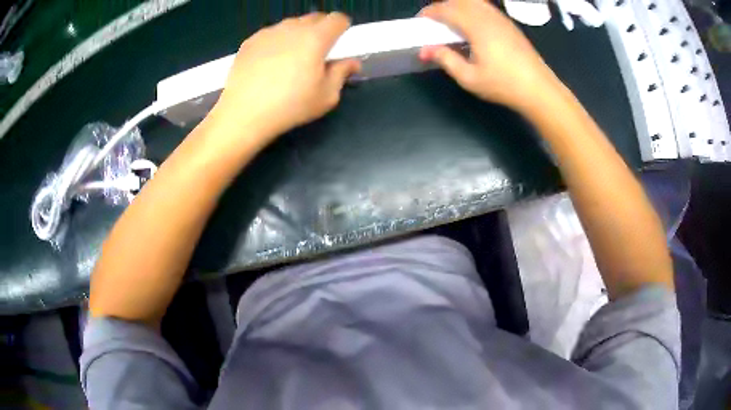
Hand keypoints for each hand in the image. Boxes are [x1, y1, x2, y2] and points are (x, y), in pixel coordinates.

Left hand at [210, 12, 360, 145]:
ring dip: (298, 35)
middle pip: (315, 17)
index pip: (338, 19)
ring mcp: (269, 32)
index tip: (339, 41)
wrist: (243, 114)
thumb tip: (352, 62)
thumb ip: (342, 73)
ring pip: (291, 25)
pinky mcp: (250, 41)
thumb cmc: (290, 106)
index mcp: (316, 38)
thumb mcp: (326, 96)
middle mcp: (293, 28)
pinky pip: (271, 34)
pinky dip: (276, 42)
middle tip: (317, 52)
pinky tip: (269, 64)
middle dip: (321, 29)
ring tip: (291, 59)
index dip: (342, 27)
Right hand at [419, 0, 560, 113]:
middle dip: (443, 6)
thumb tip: (426, 50)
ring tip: (452, 21)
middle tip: (434, 21)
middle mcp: (488, 16)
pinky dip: (472, 9)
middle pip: (459, 0)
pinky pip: (485, 7)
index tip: (420, 20)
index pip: (447, 9)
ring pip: (474, 1)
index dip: (430, 12)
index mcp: (476, 27)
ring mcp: (501, 18)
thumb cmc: (503, 85)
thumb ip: (446, 59)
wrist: (538, 89)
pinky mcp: (509, 24)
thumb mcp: (469, 78)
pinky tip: (471, 24)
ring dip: (458, 5)